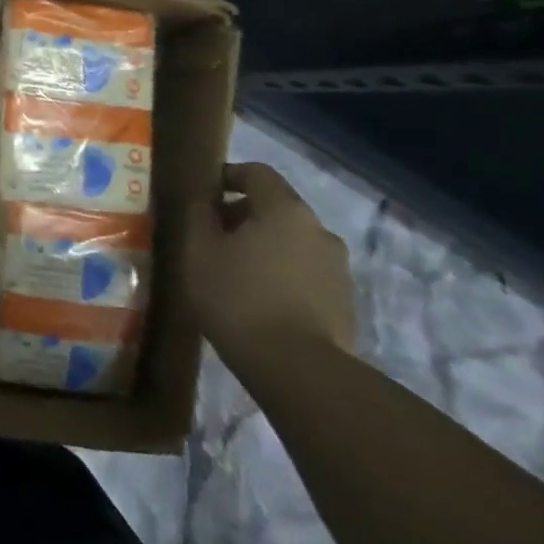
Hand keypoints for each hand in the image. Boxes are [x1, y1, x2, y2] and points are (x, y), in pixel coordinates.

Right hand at [185, 162, 355, 376]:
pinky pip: (306, 275)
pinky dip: (283, 276)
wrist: (297, 370)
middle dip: (244, 216)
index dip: (228, 176)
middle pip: (277, 208)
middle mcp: (319, 230)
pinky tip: (260, 302)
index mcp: (284, 209)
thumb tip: (202, 200)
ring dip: (266, 248)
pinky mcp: (345, 304)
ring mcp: (338, 268)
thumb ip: (199, 216)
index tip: (205, 195)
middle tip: (214, 238)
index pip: (257, 172)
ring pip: (293, 243)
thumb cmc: (238, 297)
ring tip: (236, 273)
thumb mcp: (198, 250)